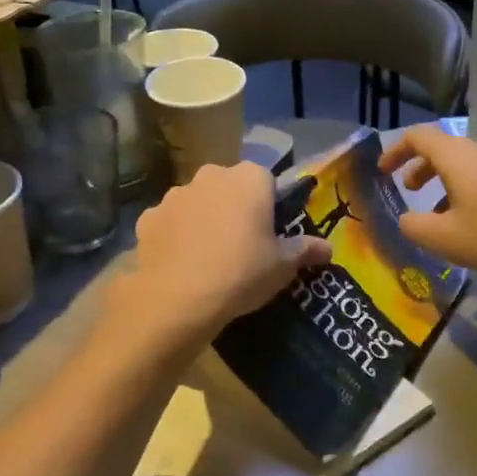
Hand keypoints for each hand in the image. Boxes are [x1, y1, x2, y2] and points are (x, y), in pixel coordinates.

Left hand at [115, 163, 329, 343]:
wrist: (177, 299)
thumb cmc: (242, 272)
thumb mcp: (283, 266)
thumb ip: (306, 250)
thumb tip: (328, 248)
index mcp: (249, 178)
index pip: (267, 181)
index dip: (269, 206)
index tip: (270, 232)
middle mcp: (211, 176)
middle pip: (229, 187)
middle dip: (235, 208)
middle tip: (242, 244)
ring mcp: (175, 195)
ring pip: (197, 203)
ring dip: (204, 219)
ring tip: (209, 257)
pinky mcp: (148, 218)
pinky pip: (170, 222)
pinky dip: (176, 236)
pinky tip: (182, 264)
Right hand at [377, 126, 476, 278]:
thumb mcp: (447, 238)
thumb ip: (415, 227)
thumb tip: (406, 219)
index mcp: (456, 156)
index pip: (418, 136)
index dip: (395, 150)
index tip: (383, 171)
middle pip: (442, 148)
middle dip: (419, 167)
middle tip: (407, 190)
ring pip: (463, 164)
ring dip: (442, 183)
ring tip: (436, 215)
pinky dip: (464, 190)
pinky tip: (470, 223)